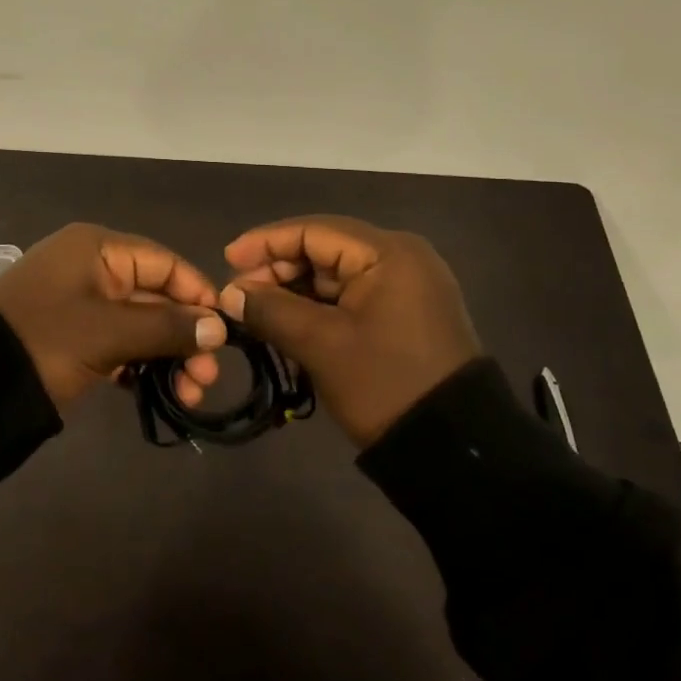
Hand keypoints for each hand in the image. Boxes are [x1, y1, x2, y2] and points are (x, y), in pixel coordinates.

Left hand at [0, 223, 226, 410]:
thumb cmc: (46, 341)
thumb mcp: (109, 332)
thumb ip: (167, 327)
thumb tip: (219, 328)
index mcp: (97, 249)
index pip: (164, 262)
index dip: (198, 294)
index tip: (225, 332)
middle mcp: (92, 268)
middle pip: (156, 295)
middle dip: (186, 335)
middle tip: (206, 378)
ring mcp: (82, 304)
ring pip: (141, 323)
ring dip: (168, 355)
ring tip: (190, 393)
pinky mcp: (74, 336)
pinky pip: (120, 343)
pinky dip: (142, 364)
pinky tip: (163, 391)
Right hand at [219, 215, 483, 446]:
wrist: (454, 449)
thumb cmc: (384, 384)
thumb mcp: (321, 345)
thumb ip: (270, 310)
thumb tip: (230, 294)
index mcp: (388, 253)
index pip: (313, 230)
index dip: (265, 243)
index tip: (226, 261)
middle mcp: (401, 257)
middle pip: (324, 249)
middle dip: (278, 270)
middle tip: (239, 296)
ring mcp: (406, 285)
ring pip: (335, 274)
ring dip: (294, 290)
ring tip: (256, 312)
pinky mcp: (405, 312)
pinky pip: (351, 296)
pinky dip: (318, 307)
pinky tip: (287, 322)